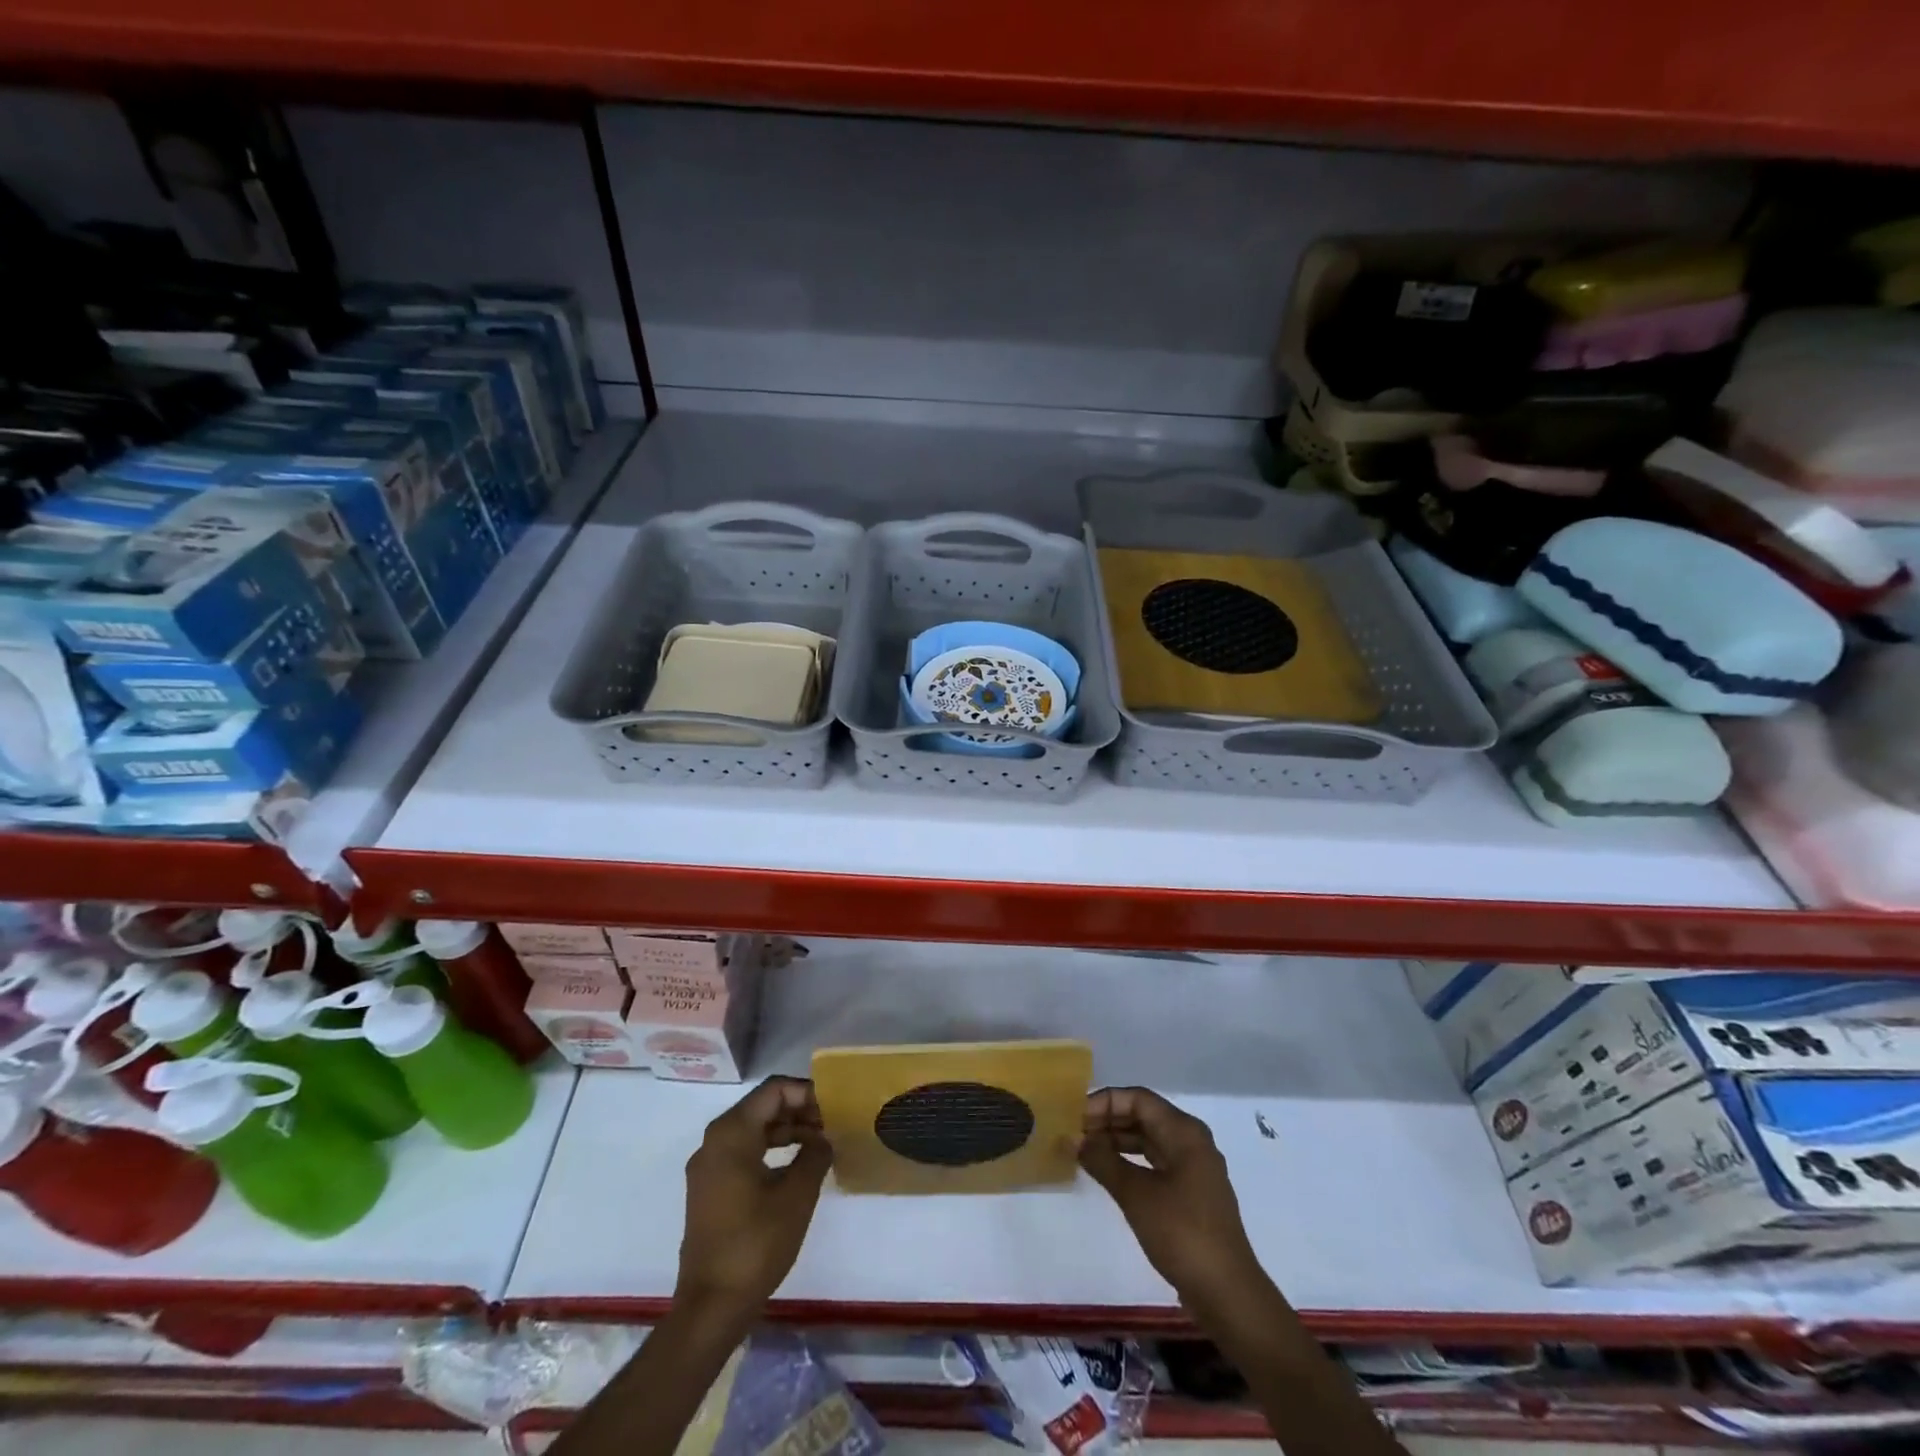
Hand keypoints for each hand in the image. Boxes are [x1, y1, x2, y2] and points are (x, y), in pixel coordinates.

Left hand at [676, 1076, 832, 1319]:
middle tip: (830, 1125)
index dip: (806, 1092)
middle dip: (798, 1110)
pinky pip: (743, 1152)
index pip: (774, 1090)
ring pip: (753, 1130)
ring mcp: (708, 1167)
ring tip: (819, 1145)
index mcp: (731, 1133)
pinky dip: (771, 1150)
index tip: (834, 1108)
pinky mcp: (709, 1190)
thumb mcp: (797, 1195)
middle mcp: (714, 1141)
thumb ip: (815, 1155)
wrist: (711, 1306)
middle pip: (762, 1107)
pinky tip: (796, 1167)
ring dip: (787, 1131)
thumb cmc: (756, 1243)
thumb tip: (823, 1139)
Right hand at [1080, 1087, 1266, 1316]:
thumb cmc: (1182, 1233)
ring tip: (1084, 1151)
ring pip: (1148, 1140)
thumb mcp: (1136, 1194)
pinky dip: (1129, 1162)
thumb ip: (1102, 1160)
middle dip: (1107, 1121)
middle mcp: (1191, 1141)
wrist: (1227, 1295)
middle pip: (1143, 1116)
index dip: (1104, 1102)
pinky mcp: (1190, 1193)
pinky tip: (1107, 1172)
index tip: (1074, 1118)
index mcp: (1184, 1132)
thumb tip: (1073, 1138)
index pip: (1137, 1099)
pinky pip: (1154, 1162)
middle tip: (1074, 1133)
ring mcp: (1193, 1168)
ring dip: (1116, 1141)